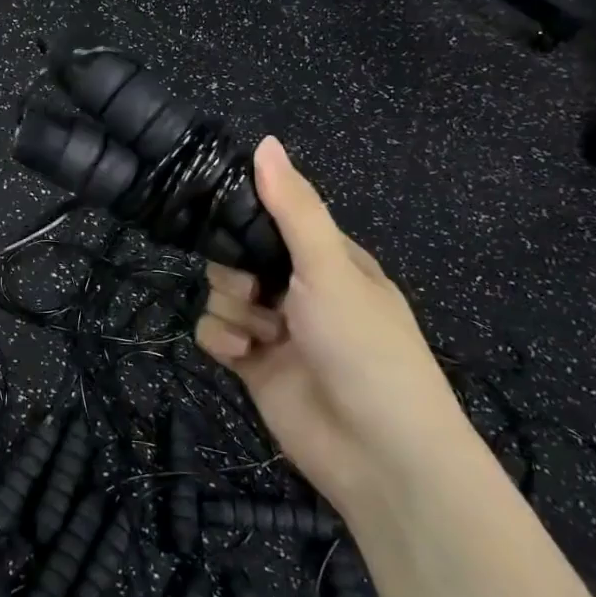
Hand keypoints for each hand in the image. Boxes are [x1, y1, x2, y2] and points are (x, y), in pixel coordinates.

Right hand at [194, 137, 465, 507]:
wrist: (380, 456)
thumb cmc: (364, 347)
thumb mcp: (330, 268)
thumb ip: (293, 208)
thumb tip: (265, 141)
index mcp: (326, 259)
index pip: (273, 218)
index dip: (245, 216)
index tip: (219, 215)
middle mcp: (299, 289)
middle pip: (237, 256)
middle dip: (235, 269)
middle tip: (255, 287)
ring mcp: (276, 329)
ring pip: (221, 294)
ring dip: (233, 309)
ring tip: (261, 335)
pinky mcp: (254, 366)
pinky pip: (215, 334)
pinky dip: (223, 341)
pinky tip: (243, 356)